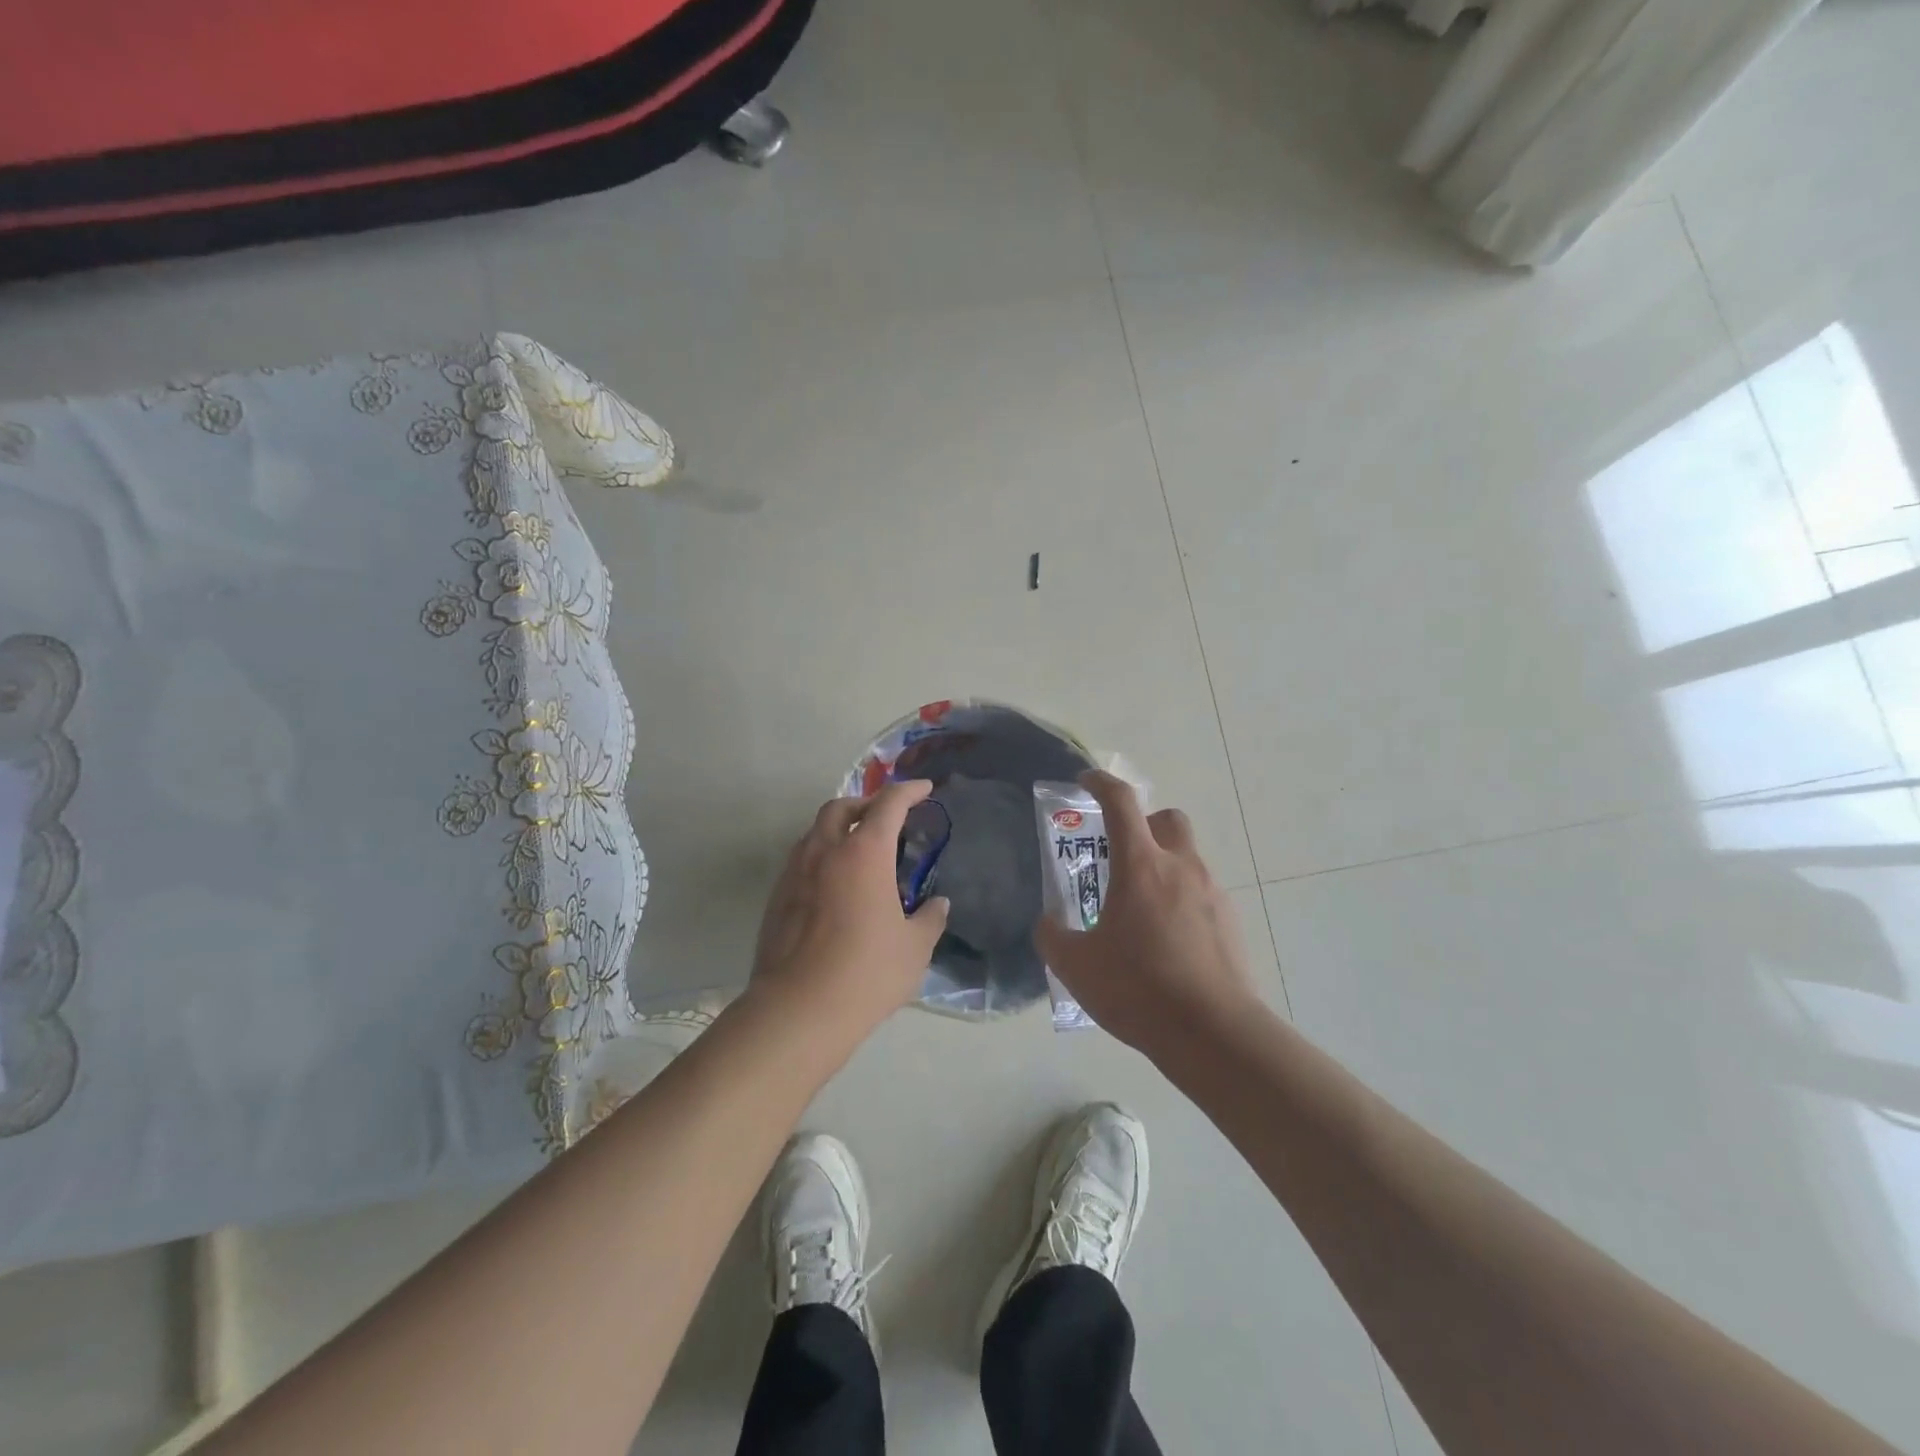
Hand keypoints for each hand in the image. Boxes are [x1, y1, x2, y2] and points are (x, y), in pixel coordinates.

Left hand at [750, 780, 950, 1040]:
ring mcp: (794, 873)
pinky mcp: (776, 898)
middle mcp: (824, 851)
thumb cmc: (867, 972)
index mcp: (864, 853)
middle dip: (865, 803)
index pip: (888, 804)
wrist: (798, 1009)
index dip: (908, 791)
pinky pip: (801, 861)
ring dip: (839, 829)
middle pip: (841, 806)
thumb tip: (938, 905)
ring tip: (859, 853)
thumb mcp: (914, 948)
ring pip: (815, 832)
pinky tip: (835, 887)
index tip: (924, 788)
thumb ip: (929, 919)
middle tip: (886, 818)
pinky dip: (821, 858)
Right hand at [1035, 771, 1257, 1057]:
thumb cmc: (1138, 988)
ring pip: (1188, 858)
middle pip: (1168, 819)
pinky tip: (1167, 939)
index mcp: (1141, 866)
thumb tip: (1048, 923)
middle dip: (1145, 824)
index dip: (1100, 784)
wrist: (1213, 1033)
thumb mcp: (1075, 966)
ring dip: (1164, 866)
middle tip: (1122, 853)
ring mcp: (1212, 893)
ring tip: (1141, 908)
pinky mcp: (1231, 922)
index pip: (1121, 803)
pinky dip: (1182, 900)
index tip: (1086, 782)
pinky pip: (1202, 893)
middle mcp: (1181, 868)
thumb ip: (1053, 936)